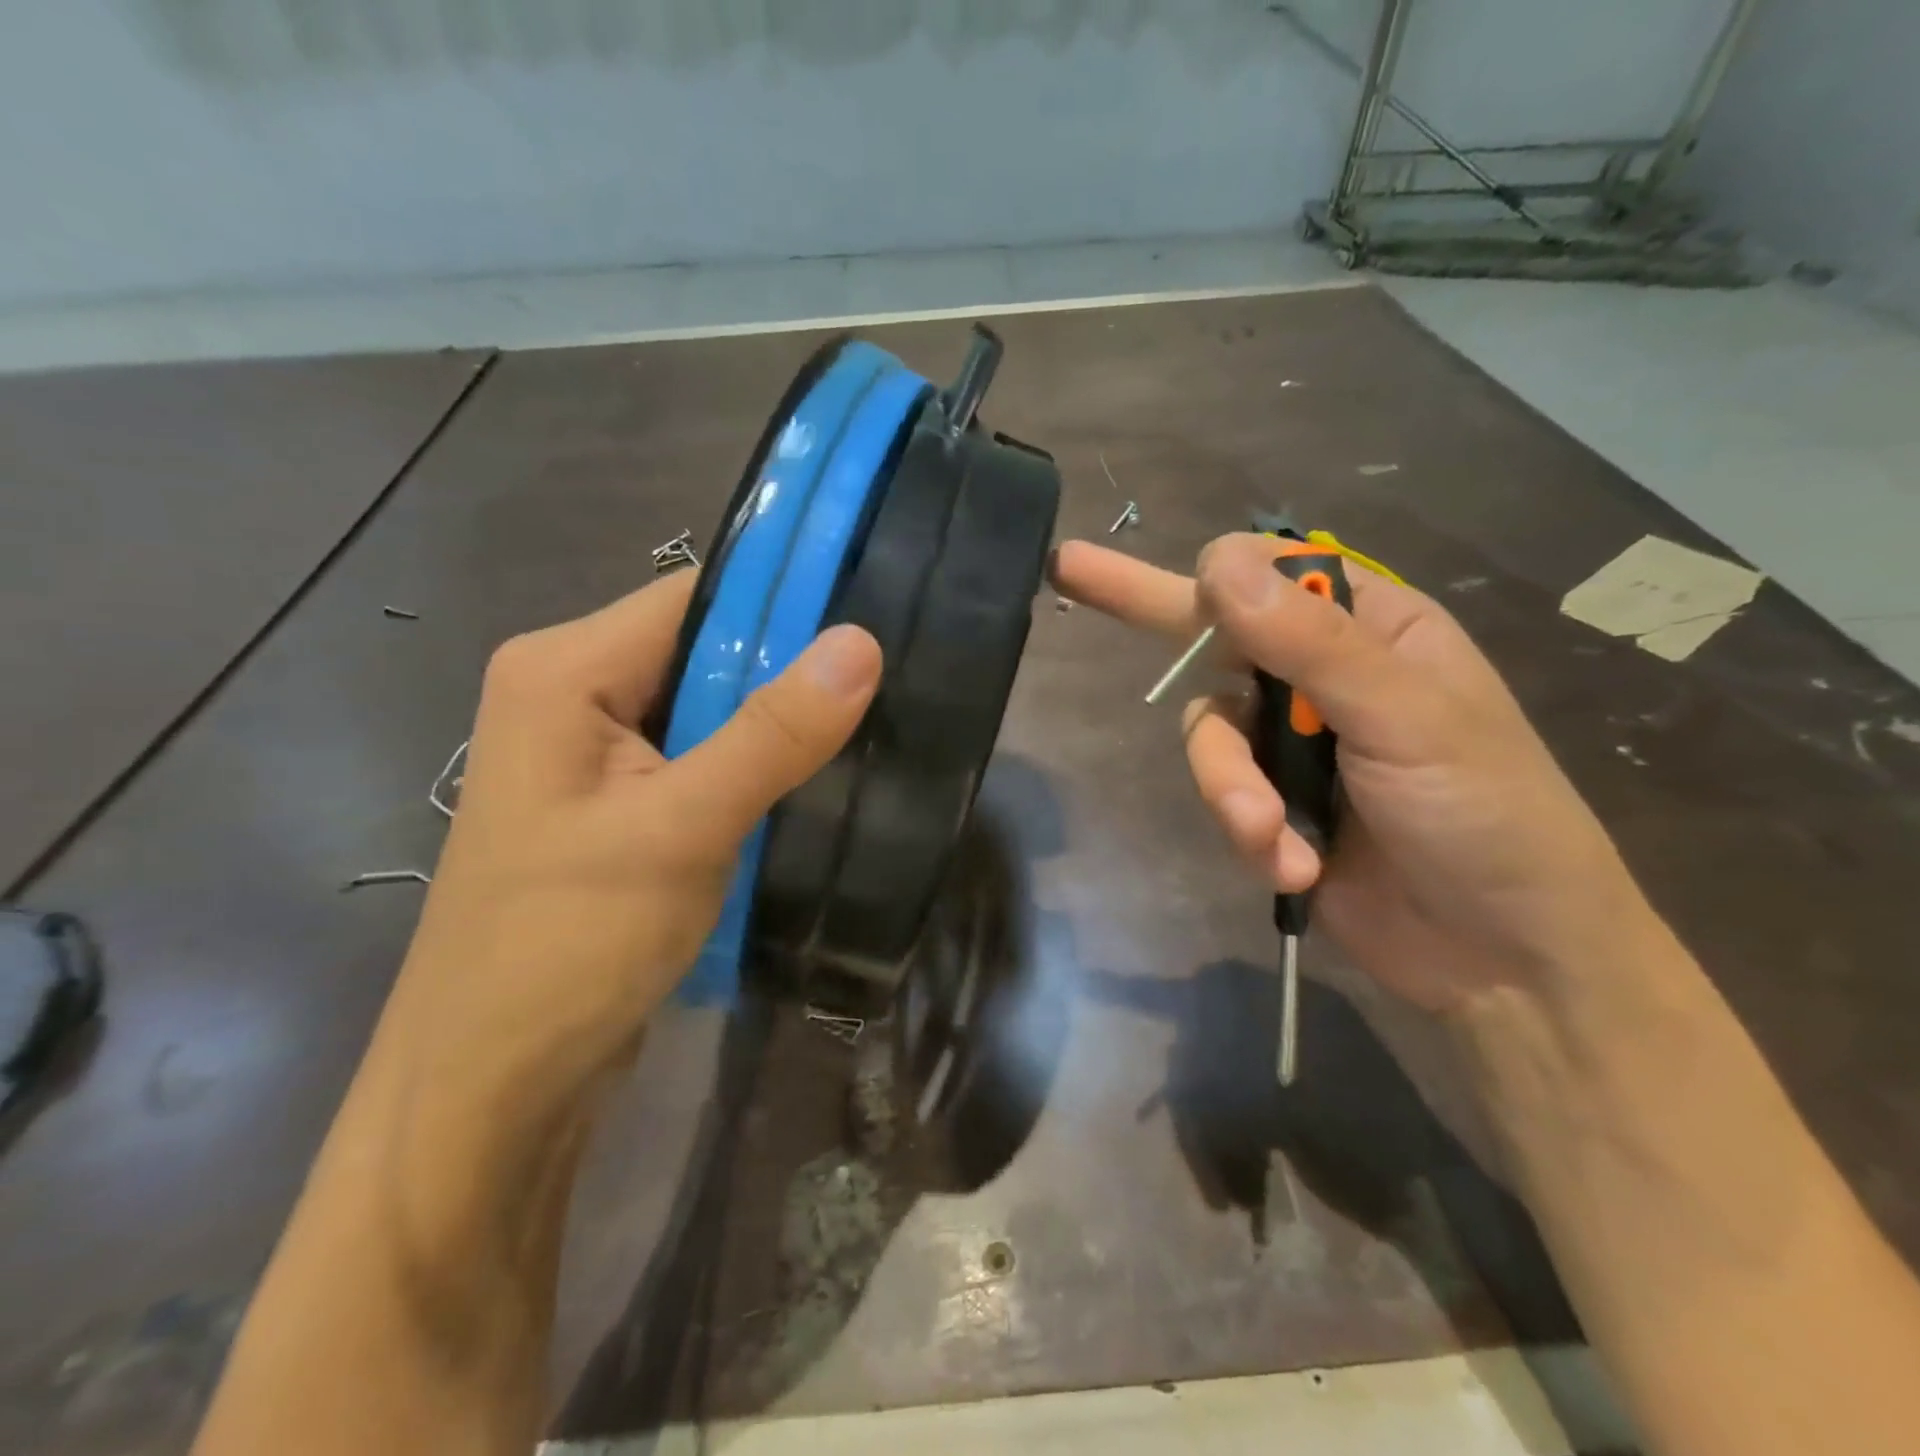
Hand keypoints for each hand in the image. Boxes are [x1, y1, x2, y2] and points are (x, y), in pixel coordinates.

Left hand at [379, 573, 881, 1131]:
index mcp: (564, 669)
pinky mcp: (621, 805)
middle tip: (884, 691)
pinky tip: (809, 784)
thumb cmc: (568, 946)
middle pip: (705, 648)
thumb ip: (772, 733)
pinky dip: (755, 766)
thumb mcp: (681, 829)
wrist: (492, 1088)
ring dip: (777, 725)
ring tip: (863, 734)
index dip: (784, 602)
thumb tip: (861, 643)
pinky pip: (701, 756)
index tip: (874, 621)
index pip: (695, 595)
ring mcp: (595, 755)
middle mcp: (573, 693)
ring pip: (710, 707)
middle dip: (788, 671)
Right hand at [1054, 534, 1656, 1016]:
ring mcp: (1289, 743)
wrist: (1503, 960)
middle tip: (1069, 566)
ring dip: (1230, 789)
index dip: (1222, 578)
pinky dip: (1250, 833)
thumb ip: (1309, 643)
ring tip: (1271, 836)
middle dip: (1143, 612)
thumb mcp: (1407, 718)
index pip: (1274, 574)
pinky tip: (1293, 867)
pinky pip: (1222, 797)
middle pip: (1211, 637)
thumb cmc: (1486, 816)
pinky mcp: (1269, 806)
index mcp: (1370, 630)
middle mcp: (1318, 675)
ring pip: (1207, 734)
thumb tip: (1217, 563)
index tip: (1195, 593)